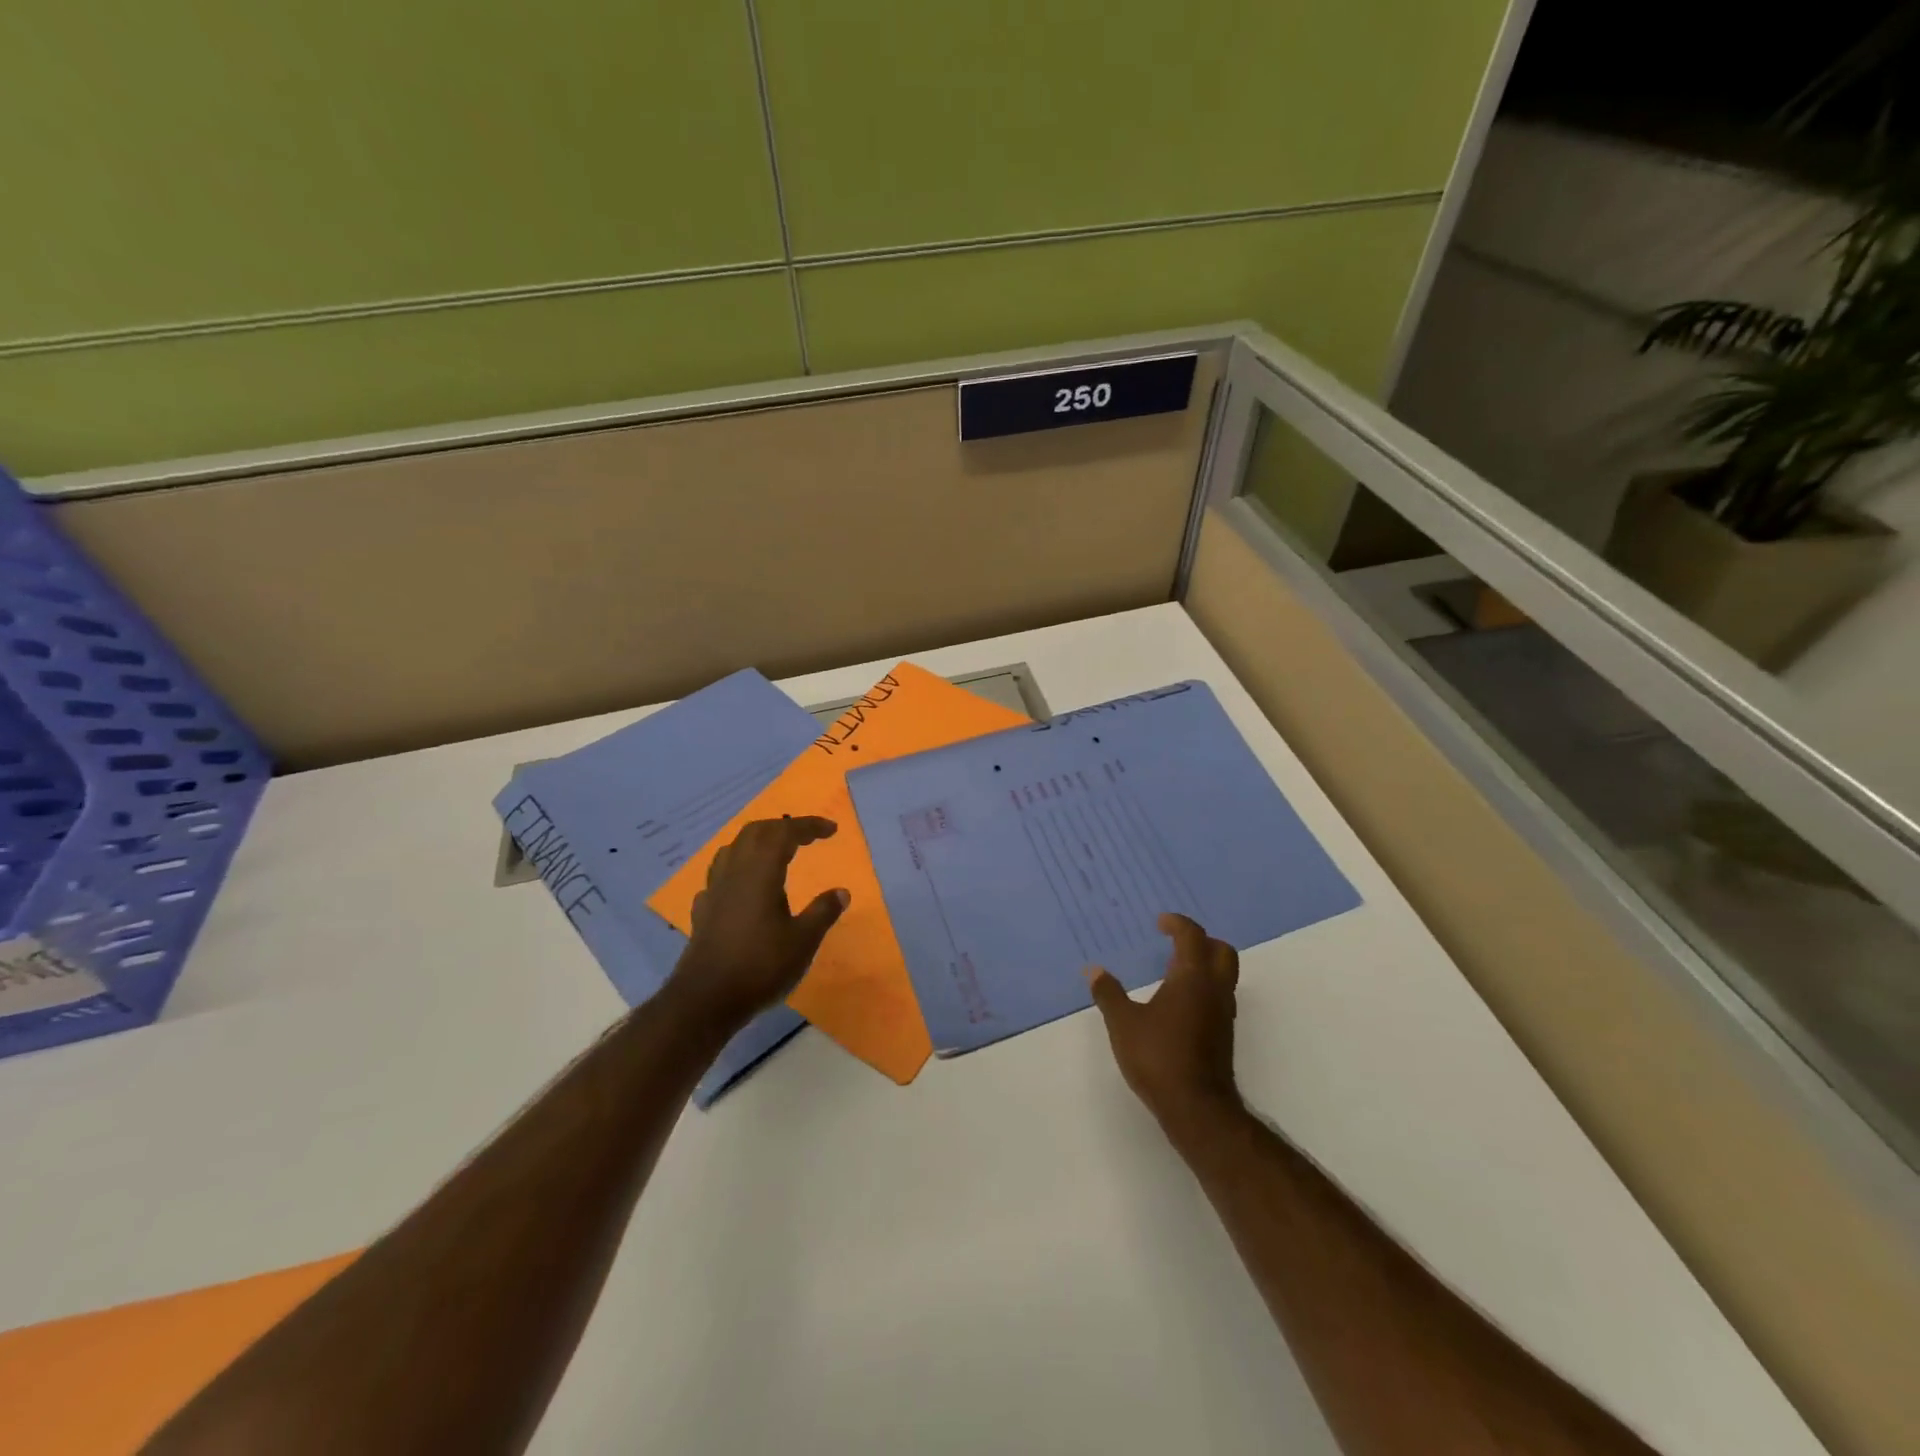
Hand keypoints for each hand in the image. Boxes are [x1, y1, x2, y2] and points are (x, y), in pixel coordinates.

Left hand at [665, 817, 849, 1033]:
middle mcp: (734, 872)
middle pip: (756, 832)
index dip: (809, 826)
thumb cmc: (760, 967)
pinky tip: (744, 886)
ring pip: (734, 849)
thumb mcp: (803, 941)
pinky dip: (739, 868)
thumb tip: (842, 892)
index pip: (785, 833)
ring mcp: (714, 890)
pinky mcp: (703, 910)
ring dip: (758, 842)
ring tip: (776, 852)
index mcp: (760, 872)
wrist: (705, 1000)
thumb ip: (823, 912)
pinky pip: (720, 875)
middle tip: (807, 836)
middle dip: (783, 827)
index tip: (831, 830)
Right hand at [1086, 914, 1241, 1137]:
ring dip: (1204, 965)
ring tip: (1174, 971)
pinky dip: (1204, 988)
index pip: (1193, 936)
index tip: (1160, 922)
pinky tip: (1180, 1003)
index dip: (1178, 924)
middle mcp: (1214, 990)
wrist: (1197, 1108)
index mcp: (1192, 978)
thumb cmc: (1158, 1056)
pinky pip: (1219, 997)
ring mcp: (1223, 1014)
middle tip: (1175, 942)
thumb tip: (1093, 970)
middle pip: (1221, 951)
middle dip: (1201, 941)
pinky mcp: (1224, 1035)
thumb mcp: (1123, 1023)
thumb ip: (1108, 994)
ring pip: (1224, 976)